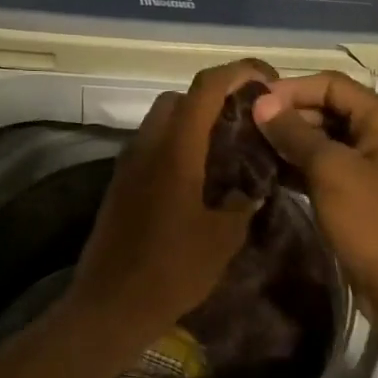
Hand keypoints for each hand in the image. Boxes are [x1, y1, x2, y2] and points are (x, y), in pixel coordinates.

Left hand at [66, 60, 274, 346]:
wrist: (111, 305)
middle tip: (244, 121)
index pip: (206, 88)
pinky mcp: (120, 185)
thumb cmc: (172, 270)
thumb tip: (251, 189)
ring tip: (225, 151)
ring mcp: (128, 165)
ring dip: (192, 123)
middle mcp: (147, 146)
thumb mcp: (222, 239)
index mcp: (176, 150)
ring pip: (162, 122)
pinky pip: (151, 147)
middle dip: (214, 98)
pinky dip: (176, 147)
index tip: (267, 80)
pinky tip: (198, 180)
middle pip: (180, 98)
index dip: (239, 72)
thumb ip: (242, 204)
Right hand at [252, 72, 377, 329]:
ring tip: (248, 149)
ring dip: (288, 143)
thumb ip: (295, 134)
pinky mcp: (357, 195)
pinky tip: (267, 174)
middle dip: (287, 116)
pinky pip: (323, 169)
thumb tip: (261, 103)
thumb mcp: (330, 171)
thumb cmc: (371, 221)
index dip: (291, 89)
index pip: (331, 85)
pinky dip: (297, 168)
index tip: (252, 104)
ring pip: (322, 142)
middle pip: (327, 110)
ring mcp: (369, 167)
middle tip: (244, 128)